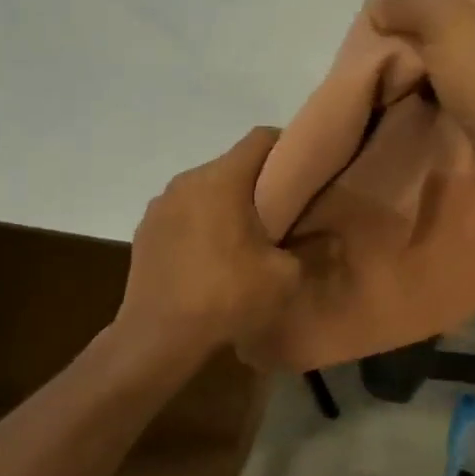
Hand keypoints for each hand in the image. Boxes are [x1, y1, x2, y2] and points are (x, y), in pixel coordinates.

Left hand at [117, 127, 301, 357]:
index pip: (261, 138)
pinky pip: (184, 212)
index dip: (289, 148)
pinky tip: (210, 257)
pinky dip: (201, 223)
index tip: (305, 173)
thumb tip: (329, 236)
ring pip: (206, 189)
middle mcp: (187, 180)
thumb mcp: (285, 277)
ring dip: (227, 204)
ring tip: (244, 239)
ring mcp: (161, 204)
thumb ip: (309, 248)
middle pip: (233, 164)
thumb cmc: (226, 298)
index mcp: (222, 179)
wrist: (158, 337)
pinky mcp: (145, 229)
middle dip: (259, 182)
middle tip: (281, 213)